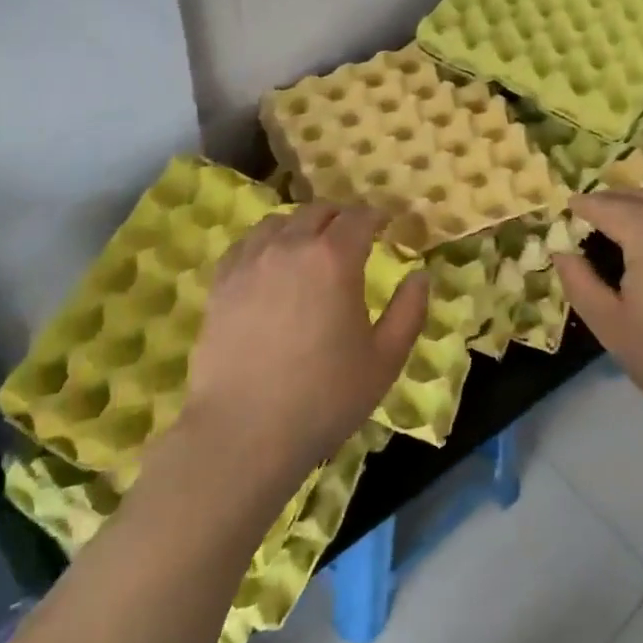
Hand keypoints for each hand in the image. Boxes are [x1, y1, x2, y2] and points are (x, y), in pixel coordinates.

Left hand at [185, 204, 426, 482]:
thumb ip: (409, 311)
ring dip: (302, 225)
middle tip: (353, 234)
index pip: (359, 217)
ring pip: (280, 221)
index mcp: (335, 258)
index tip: (385, 224)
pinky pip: (247, 243)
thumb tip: (421, 275)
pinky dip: (266, 241)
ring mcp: (250, 261)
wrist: (244, 432)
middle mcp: (291, 246)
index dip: (376, 215)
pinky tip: (271, 261)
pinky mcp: (221, 282)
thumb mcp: (385, 359)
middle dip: (341, 216)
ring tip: (310, 245)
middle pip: (318, 210)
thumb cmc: (324, 397)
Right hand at [552, 189, 642, 441]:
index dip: (578, 209)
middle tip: (588, 220)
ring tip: (623, 231)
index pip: (601, 205)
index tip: (563, 216)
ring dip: (640, 209)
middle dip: (608, 202)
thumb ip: (578, 281)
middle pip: (635, 196)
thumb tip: (562, 251)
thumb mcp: (609, 324)